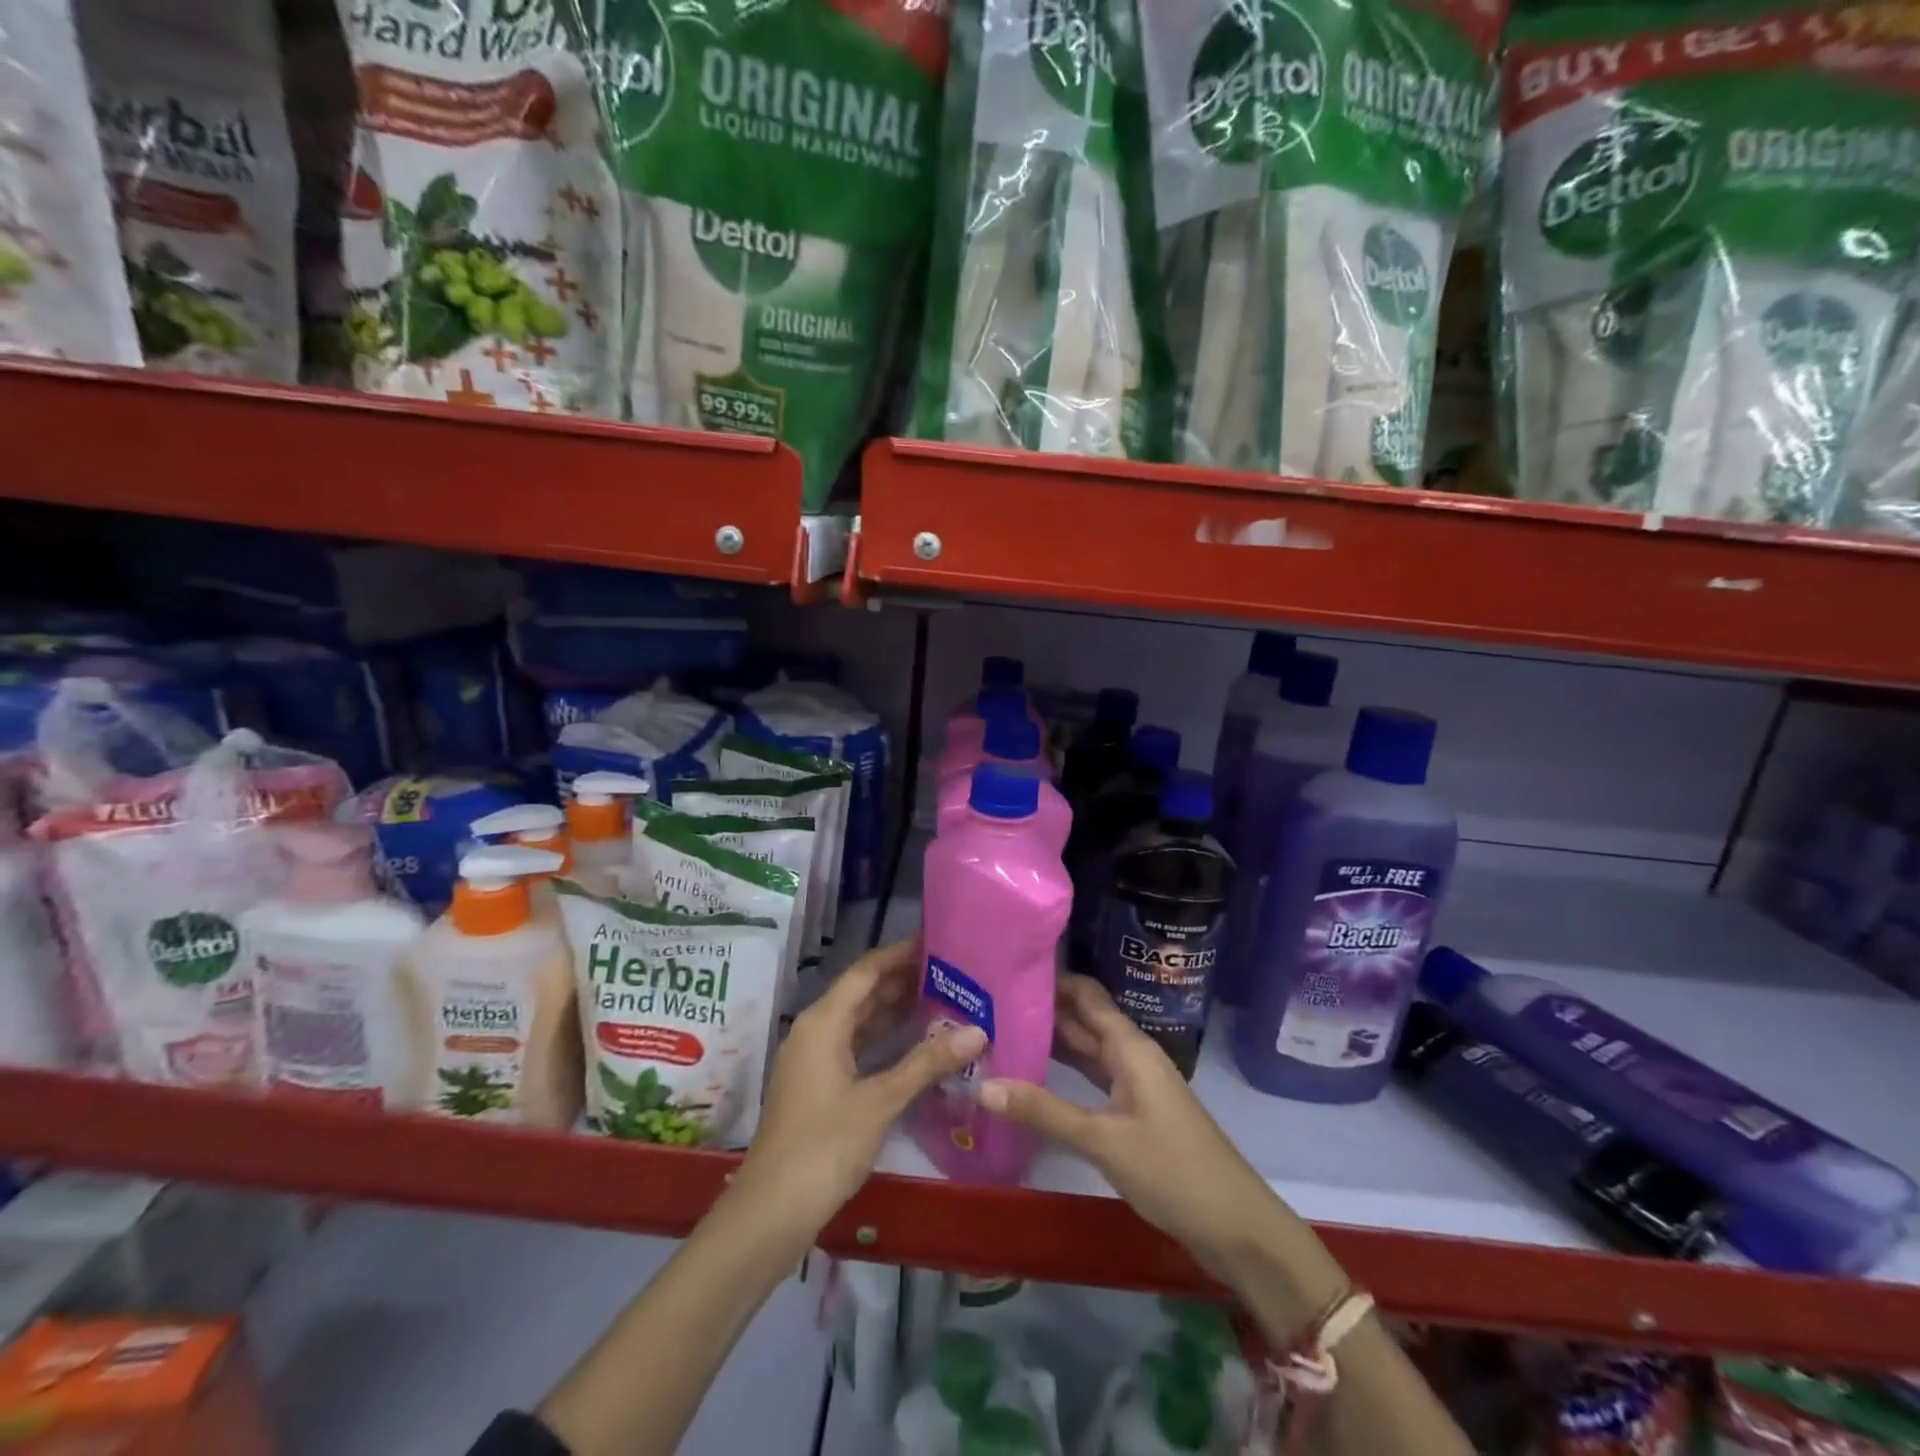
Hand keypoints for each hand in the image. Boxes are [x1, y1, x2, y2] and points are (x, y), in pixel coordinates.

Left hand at [739, 938, 985, 1234]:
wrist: (771, 1212)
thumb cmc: (824, 1146)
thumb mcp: (880, 1101)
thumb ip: (927, 1063)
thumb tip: (978, 1031)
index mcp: (824, 1021)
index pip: (867, 971)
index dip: (900, 954)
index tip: (937, 942)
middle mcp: (816, 1030)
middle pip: (863, 992)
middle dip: (903, 981)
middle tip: (951, 973)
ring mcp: (815, 1059)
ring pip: (860, 1021)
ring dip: (896, 1010)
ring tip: (943, 1000)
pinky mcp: (819, 1085)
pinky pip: (856, 1046)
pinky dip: (885, 1040)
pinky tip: (916, 1044)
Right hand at [979, 974, 1282, 1282]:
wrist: (1234, 1226)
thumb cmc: (1172, 1170)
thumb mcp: (1102, 1140)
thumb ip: (1044, 1111)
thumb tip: (982, 1085)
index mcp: (1130, 1047)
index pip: (1087, 996)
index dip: (1052, 979)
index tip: (1009, 971)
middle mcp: (1132, 1057)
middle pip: (1085, 1020)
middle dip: (1044, 1010)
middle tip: (992, 1004)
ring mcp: (1135, 1086)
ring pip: (1089, 1051)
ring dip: (1053, 1041)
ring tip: (1004, 1032)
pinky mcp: (1135, 1114)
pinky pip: (1094, 1079)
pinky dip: (1067, 1073)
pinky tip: (1035, 1077)